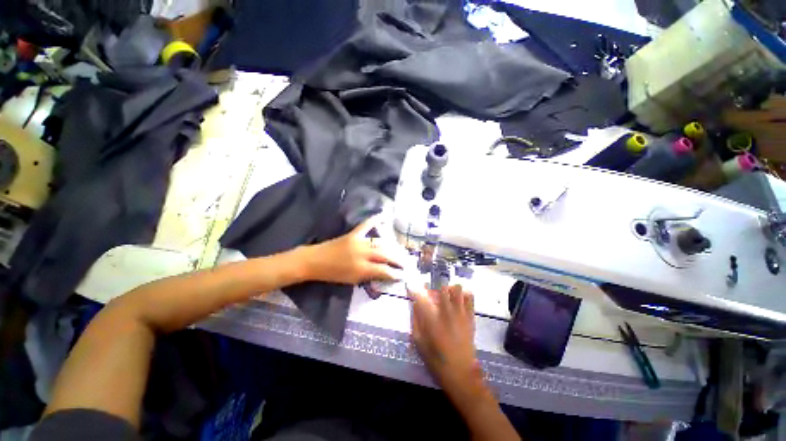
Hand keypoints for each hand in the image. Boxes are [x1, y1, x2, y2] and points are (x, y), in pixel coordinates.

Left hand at [303, 216, 405, 284]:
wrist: (314, 261)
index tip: (403, 275)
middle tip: (407, 262)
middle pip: (385, 255)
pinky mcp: (353, 234)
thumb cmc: (332, 274)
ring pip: (380, 243)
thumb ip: (370, 276)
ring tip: (400, 250)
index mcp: (361, 268)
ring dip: (392, 246)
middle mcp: (363, 254)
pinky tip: (383, 216)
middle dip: (398, 259)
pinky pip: (365, 225)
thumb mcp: (352, 280)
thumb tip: (385, 273)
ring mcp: (358, 242)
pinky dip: (374, 220)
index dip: (395, 273)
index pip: (384, 270)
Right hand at [409, 284, 479, 391]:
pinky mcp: (470, 317)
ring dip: (449, 289)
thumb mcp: (419, 341)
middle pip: (442, 288)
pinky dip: (463, 294)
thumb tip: (414, 304)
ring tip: (445, 297)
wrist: (461, 373)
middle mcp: (446, 312)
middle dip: (434, 289)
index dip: (415, 289)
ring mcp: (460, 313)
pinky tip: (458, 300)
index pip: (421, 295)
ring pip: (457, 289)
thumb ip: (415, 319)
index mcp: (432, 319)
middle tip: (431, 296)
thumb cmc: (436, 359)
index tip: (412, 288)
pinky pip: (469, 297)